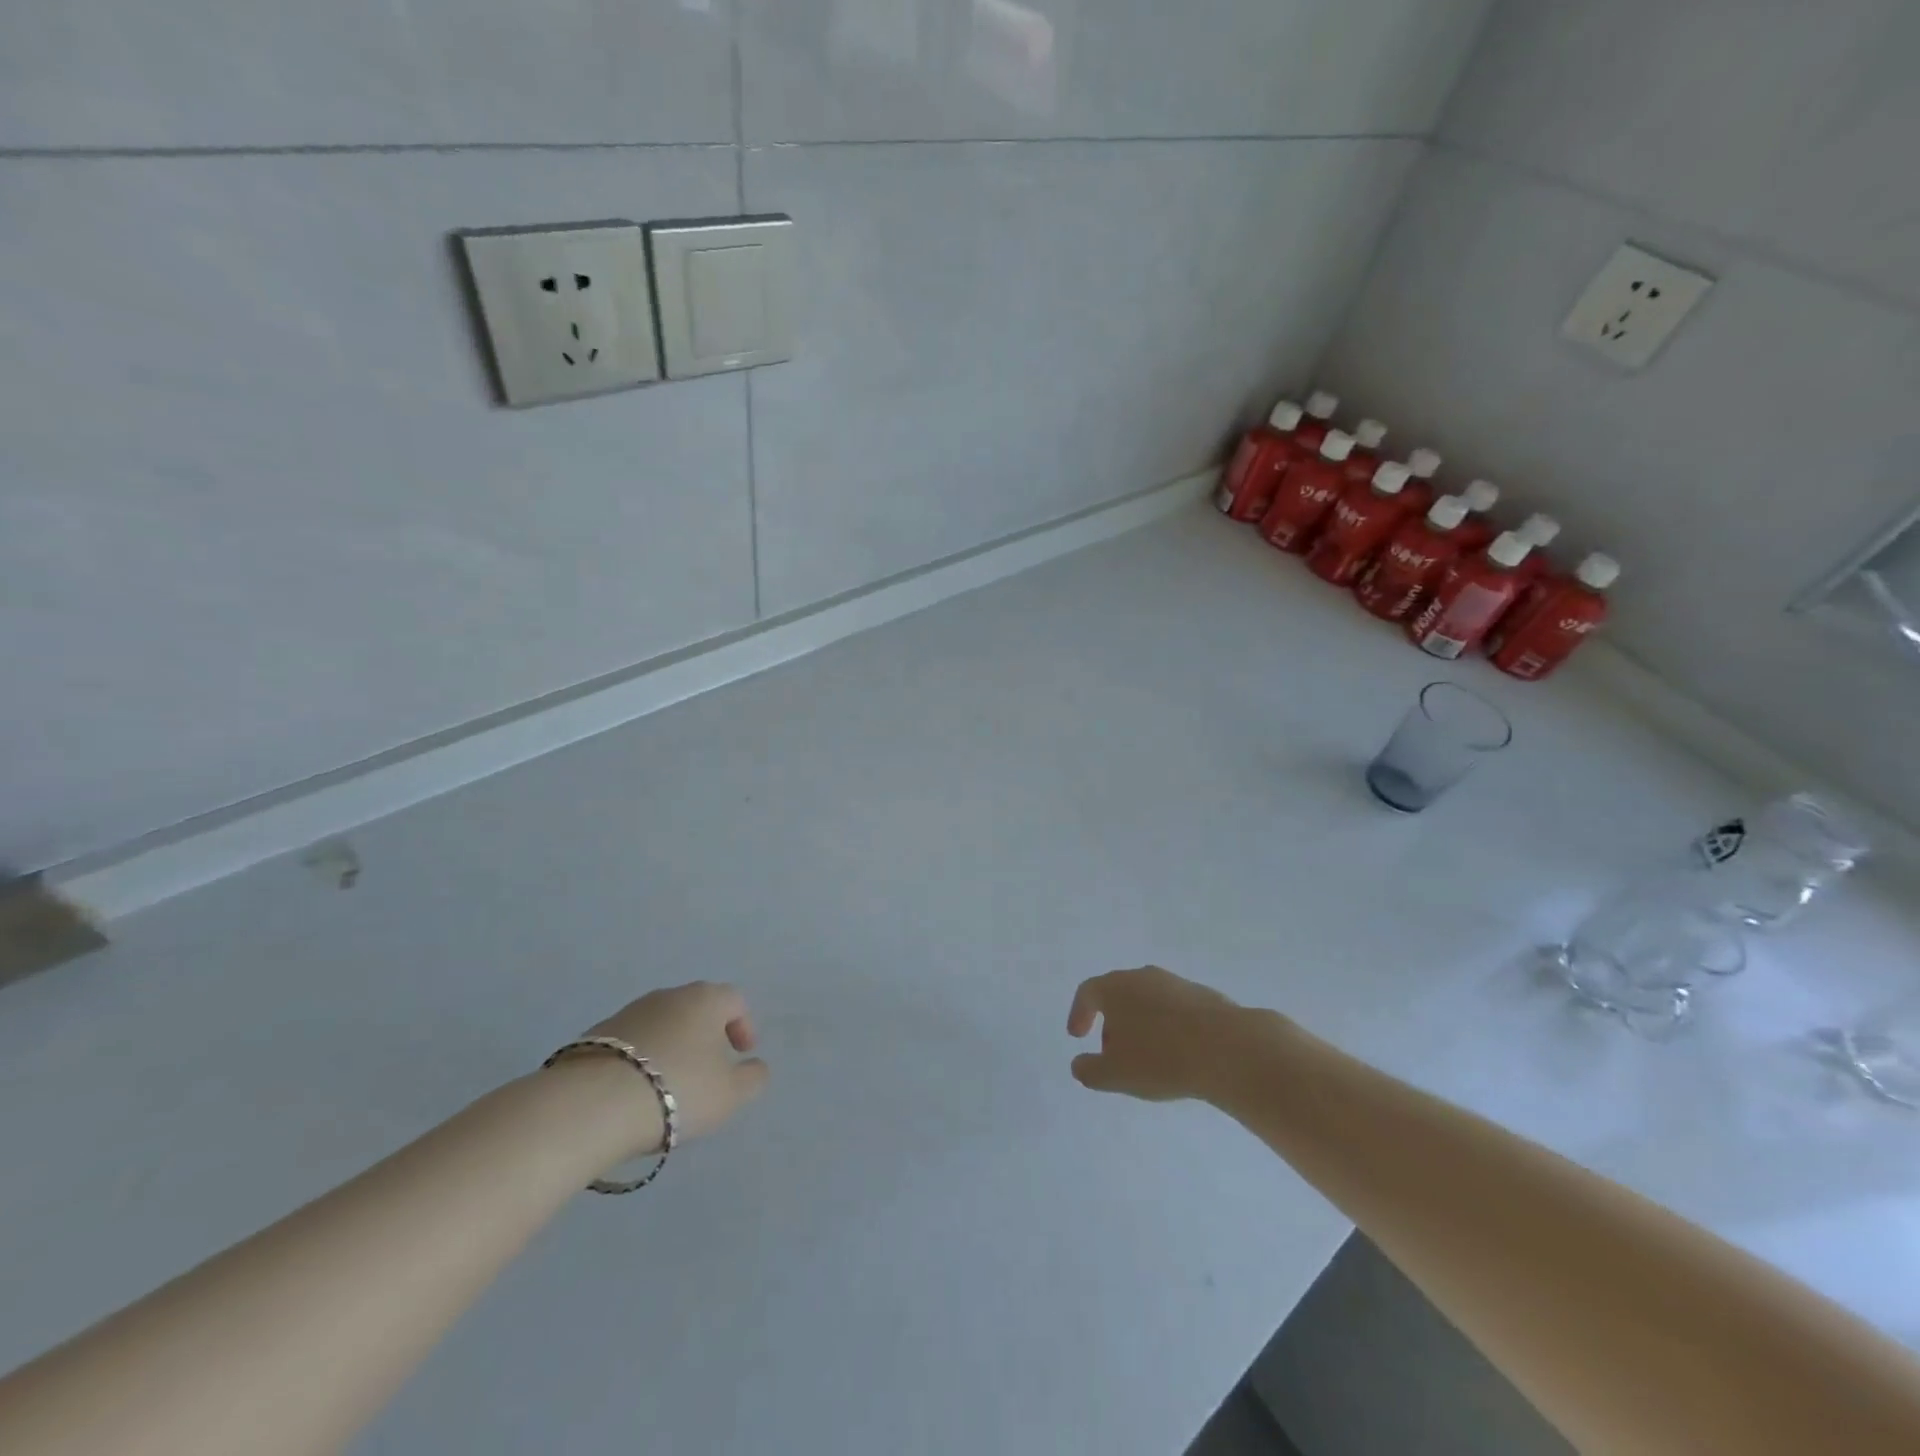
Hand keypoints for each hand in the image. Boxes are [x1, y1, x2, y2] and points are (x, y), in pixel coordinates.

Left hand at [580, 982, 769, 1146]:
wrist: (592, 1104)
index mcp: (706, 999)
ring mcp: (628, 1012)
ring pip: (661, 1024)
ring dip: (671, 1047)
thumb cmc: (677, 1090)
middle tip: (707, 1071)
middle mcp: (668, 995)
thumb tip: (755, 1066)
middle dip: (706, 1036)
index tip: (742, 1055)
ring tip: (668, 1086)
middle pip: (696, 1009)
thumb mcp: (730, 1094)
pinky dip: (640, 1060)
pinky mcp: (595, 1035)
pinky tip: (635, 1092)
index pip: (735, 1000)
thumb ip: (752, 1078)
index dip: (744, 1026)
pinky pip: (631, 1043)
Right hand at [1066, 966, 1250, 1102]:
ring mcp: (1176, 983)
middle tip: (1113, 1053)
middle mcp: (1143, 976)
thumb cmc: (1160, 1058)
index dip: (1079, 1013)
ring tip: (1147, 1058)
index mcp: (1115, 987)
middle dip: (1111, 1022)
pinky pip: (1175, 1011)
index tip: (1077, 1036)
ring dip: (1141, 1025)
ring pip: (1148, 1001)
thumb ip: (1089, 1070)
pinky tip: (1178, 1054)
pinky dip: (1168, 1028)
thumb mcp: (1114, 1074)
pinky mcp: (1204, 996)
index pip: (1088, 992)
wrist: (1228, 1048)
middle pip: (1119, 994)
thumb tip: (1079, 1064)